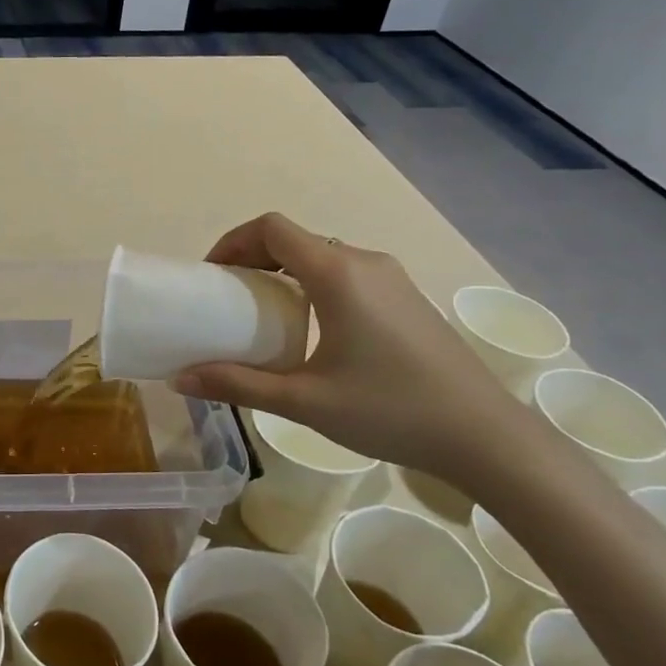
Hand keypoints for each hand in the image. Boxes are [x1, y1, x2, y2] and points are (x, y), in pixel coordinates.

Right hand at [170, 213, 532, 481]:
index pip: (271, 228)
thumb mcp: (304, 401)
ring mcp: (391, 277)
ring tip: (262, 315)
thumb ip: (238, 385)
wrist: (486, 436)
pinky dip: (312, 284)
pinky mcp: (407, 297)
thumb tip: (180, 379)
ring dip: (283, 272)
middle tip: (227, 299)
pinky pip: (346, 273)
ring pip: (321, 255)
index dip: (232, 242)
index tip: (211, 276)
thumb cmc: (389, 411)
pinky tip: (310, 328)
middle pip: (294, 238)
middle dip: (252, 259)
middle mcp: (364, 261)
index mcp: (337, 273)